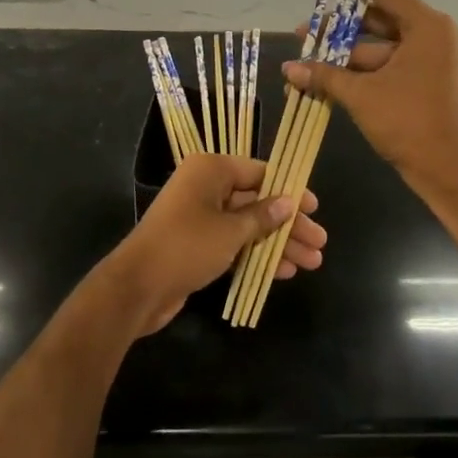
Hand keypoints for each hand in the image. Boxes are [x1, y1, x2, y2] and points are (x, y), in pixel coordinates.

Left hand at [105, 153, 324, 334]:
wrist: (138, 287)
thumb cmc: (187, 246)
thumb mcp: (231, 230)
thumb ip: (263, 216)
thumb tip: (289, 202)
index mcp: (211, 170)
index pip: (260, 172)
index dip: (289, 190)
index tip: (315, 208)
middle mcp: (206, 187)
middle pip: (257, 201)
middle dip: (289, 224)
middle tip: (319, 243)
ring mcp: (200, 216)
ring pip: (248, 225)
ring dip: (278, 243)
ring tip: (311, 263)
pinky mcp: (197, 244)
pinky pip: (235, 243)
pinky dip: (257, 254)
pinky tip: (282, 272)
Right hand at [283, 0, 457, 210]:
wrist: (446, 170)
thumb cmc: (408, 123)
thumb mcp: (361, 95)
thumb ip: (324, 75)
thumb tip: (288, 68)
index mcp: (425, 25)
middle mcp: (428, 33)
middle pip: (377, 15)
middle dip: (339, 23)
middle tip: (306, 26)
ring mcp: (425, 56)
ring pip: (377, 42)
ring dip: (343, 49)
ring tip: (305, 53)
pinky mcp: (419, 76)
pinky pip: (383, 61)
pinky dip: (356, 67)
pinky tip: (324, 74)